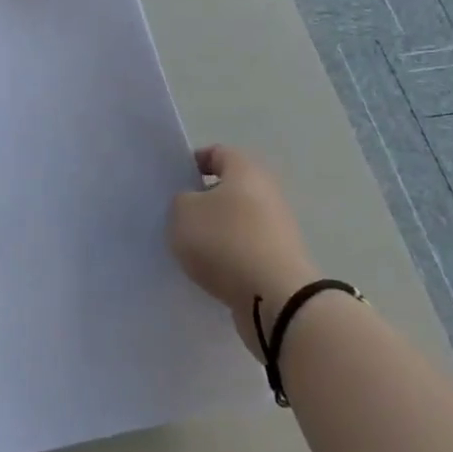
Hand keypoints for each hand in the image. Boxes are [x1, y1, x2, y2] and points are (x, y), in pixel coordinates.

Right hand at [170, 146, 319, 355]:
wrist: (276, 298)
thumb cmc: (225, 241)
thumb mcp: (183, 213)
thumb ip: (180, 201)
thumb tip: (192, 205)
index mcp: (246, 170)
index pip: (217, 153)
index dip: (192, 162)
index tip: (173, 182)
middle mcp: (267, 193)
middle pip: (228, 189)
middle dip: (202, 201)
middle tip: (176, 217)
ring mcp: (277, 229)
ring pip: (236, 221)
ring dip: (214, 232)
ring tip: (188, 249)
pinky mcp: (279, 261)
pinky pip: (245, 250)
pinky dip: (228, 257)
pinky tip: (209, 272)